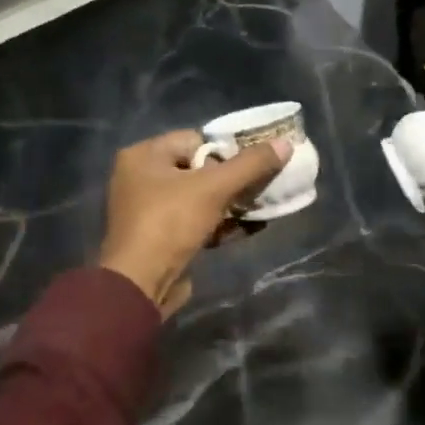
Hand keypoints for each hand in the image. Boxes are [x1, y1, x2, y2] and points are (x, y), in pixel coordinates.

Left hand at [99, 130, 292, 315]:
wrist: (139, 284)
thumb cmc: (171, 222)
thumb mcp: (215, 187)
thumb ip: (251, 164)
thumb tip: (285, 143)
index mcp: (144, 155)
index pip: (195, 139)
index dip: (227, 151)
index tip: (253, 165)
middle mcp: (140, 177)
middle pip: (198, 168)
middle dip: (232, 179)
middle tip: (260, 187)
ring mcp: (147, 209)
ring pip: (198, 197)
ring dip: (229, 203)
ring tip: (258, 208)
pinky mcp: (157, 237)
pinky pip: (193, 220)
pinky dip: (217, 223)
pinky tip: (247, 228)